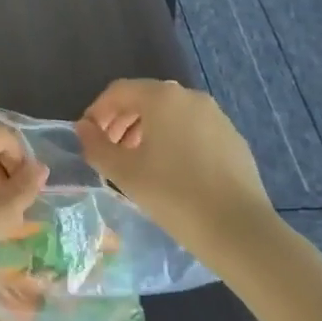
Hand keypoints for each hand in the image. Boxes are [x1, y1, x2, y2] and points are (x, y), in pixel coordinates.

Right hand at [76, 79, 270, 243]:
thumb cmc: (172, 194)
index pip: (118, 91)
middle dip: (121, 121)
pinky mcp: (232, 138)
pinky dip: (173, 140)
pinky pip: (192, 129)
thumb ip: (96, 145)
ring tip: (136, 161)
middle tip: (109, 150)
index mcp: (161, 97)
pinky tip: (170, 171)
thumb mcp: (123, 172)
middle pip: (145, 99)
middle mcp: (190, 97)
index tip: (87, 137)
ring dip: (146, 130)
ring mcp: (216, 116)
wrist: (238, 228)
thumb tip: (83, 128)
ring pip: (170, 114)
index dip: (97, 111)